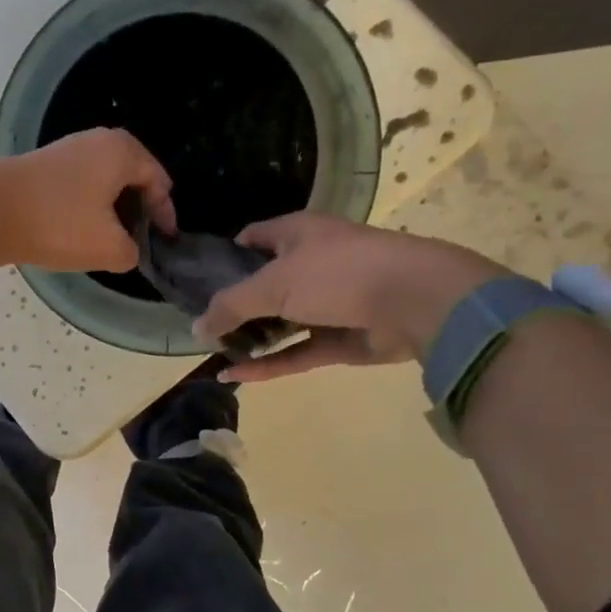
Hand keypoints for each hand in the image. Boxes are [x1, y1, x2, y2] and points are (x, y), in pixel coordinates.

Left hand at [0, 129, 176, 271]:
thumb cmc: (58, 224)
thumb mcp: (108, 248)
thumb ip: (132, 251)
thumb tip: (128, 249)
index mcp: (122, 151)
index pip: (158, 181)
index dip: (165, 214)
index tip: (165, 242)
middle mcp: (98, 141)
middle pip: (132, 178)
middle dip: (139, 210)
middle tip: (140, 242)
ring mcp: (68, 151)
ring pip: (104, 183)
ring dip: (111, 211)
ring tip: (111, 242)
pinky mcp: (43, 168)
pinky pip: (80, 187)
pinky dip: (88, 208)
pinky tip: (81, 232)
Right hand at [195, 212, 507, 381]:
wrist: (414, 301)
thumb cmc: (336, 274)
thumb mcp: (271, 284)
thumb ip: (229, 306)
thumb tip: (196, 328)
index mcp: (296, 234)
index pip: (252, 238)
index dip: (224, 257)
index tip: (197, 282)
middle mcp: (311, 264)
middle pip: (263, 284)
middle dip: (234, 305)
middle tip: (201, 326)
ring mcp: (326, 303)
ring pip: (279, 322)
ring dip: (250, 338)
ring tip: (214, 354)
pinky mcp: (338, 339)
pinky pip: (294, 352)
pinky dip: (267, 364)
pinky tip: (234, 376)